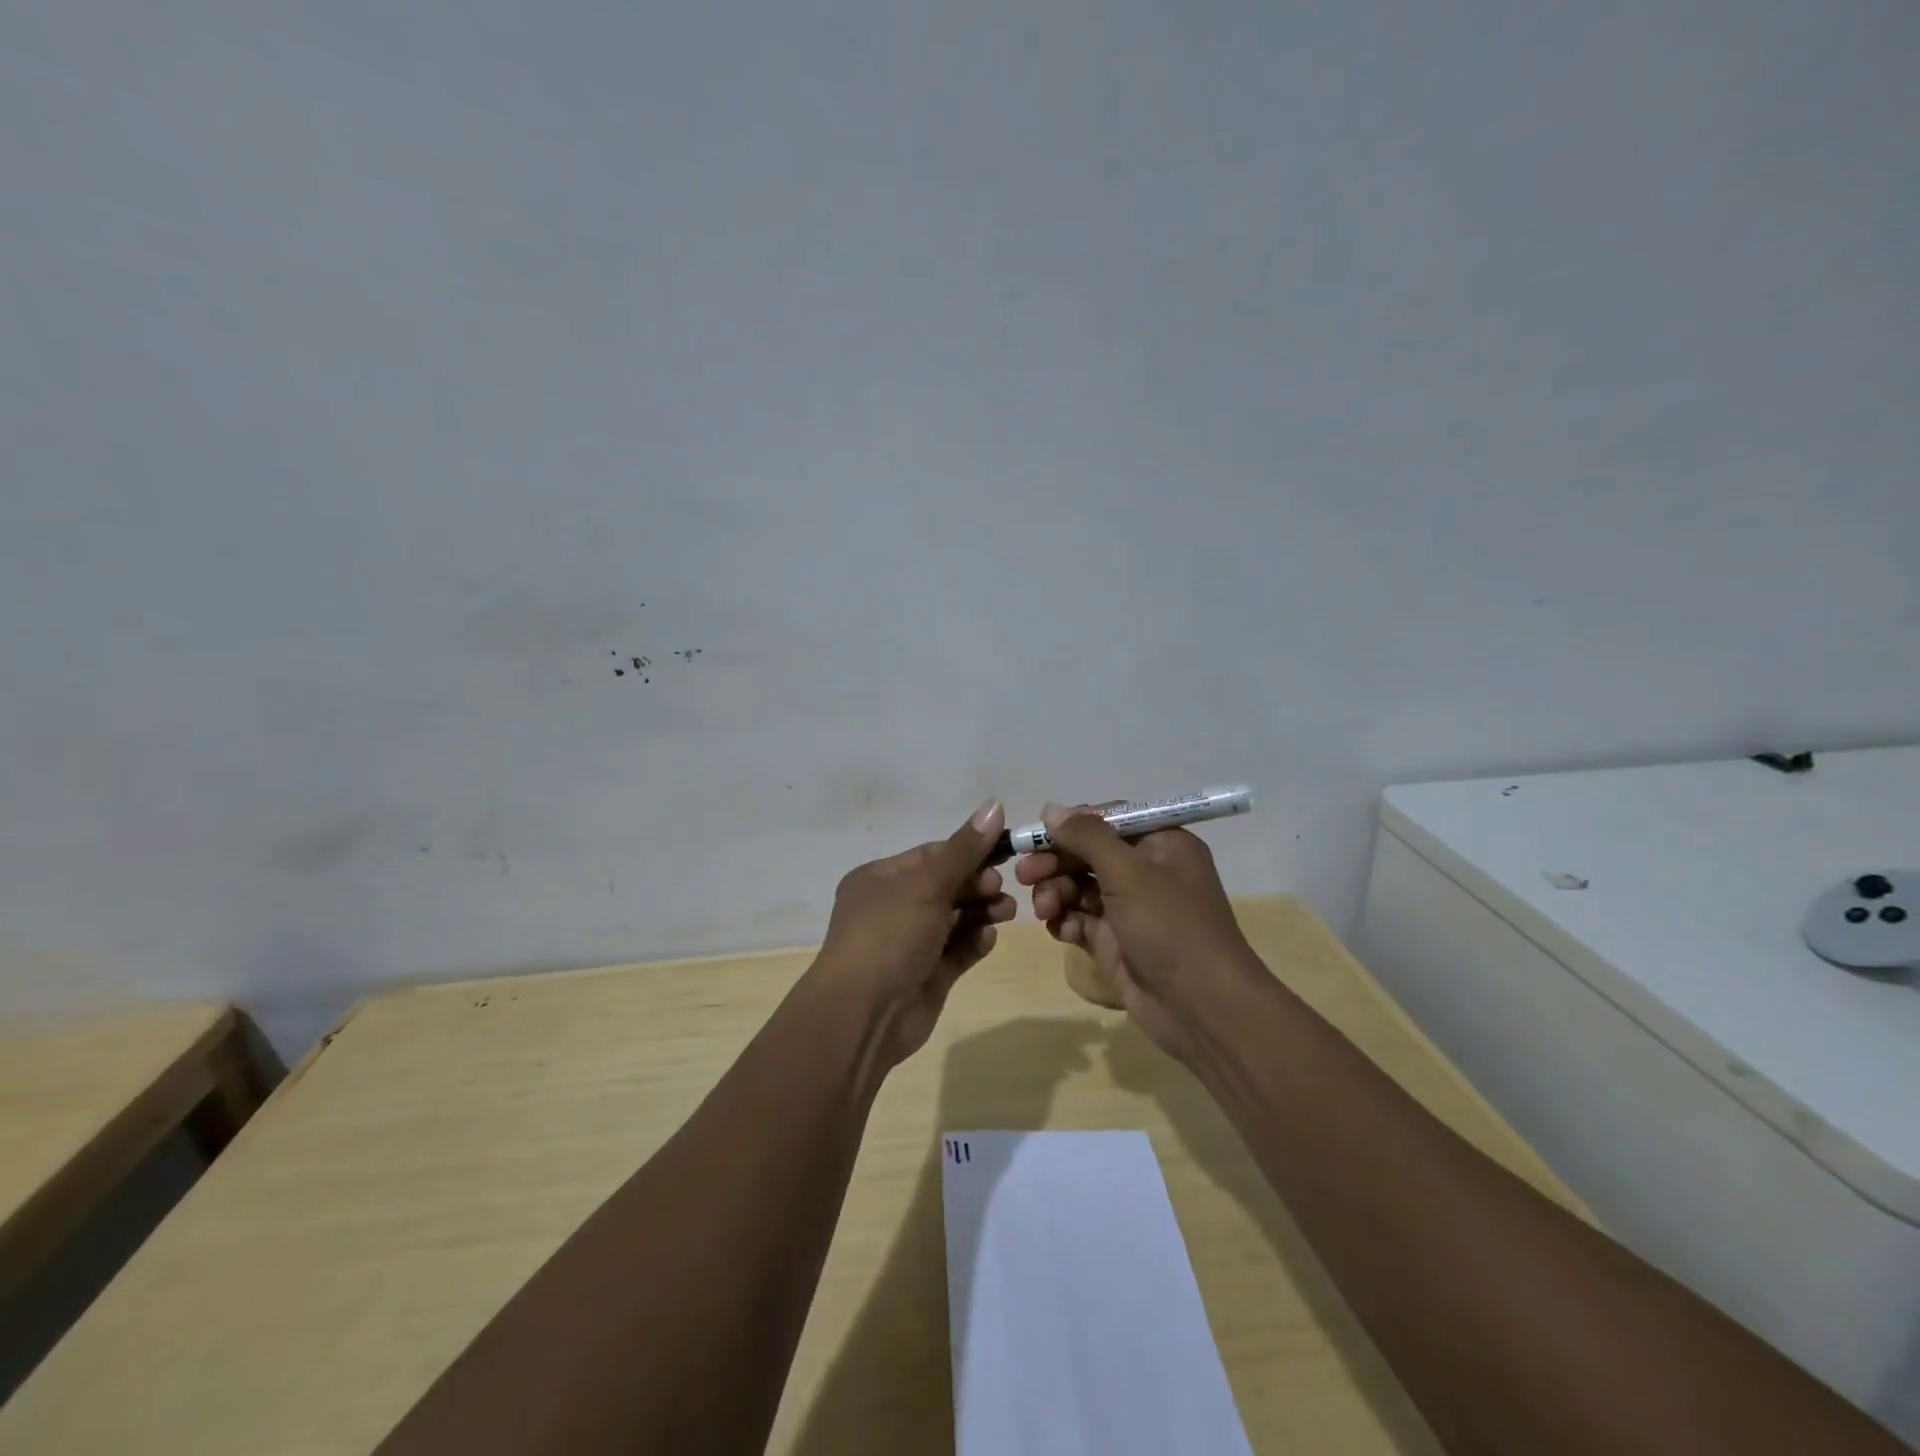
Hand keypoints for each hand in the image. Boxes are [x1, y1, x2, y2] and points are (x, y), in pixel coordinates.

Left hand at [812, 800, 1017, 1065]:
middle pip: (944, 887)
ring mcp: (908, 944)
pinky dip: (974, 942)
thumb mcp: (927, 885)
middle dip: (976, 884)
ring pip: (953, 919)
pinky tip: (990, 937)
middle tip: (1001, 888)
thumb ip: (965, 849)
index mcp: (880, 879)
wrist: (863, 1014)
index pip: (931, 856)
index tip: (1003, 852)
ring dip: (981, 911)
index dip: (967, 852)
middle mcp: (892, 908)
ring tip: (1008, 911)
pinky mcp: (926, 976)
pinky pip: (956, 952)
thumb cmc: (889, 935)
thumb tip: (995, 805)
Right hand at [1014, 804, 1260, 1059]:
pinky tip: (1061, 931)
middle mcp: (1146, 871)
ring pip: (1079, 887)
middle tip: (1025, 875)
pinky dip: (1067, 921)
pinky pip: (1081, 920)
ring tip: (1044, 910)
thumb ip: (1087, 837)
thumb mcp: (1129, 872)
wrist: (1202, 1008)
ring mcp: (1130, 909)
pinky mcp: (1116, 942)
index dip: (1071, 826)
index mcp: (1161, 844)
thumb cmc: (1170, 926)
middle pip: (1088, 854)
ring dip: (1056, 893)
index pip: (1108, 821)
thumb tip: (1050, 809)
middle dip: (1056, 863)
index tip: (1036, 836)